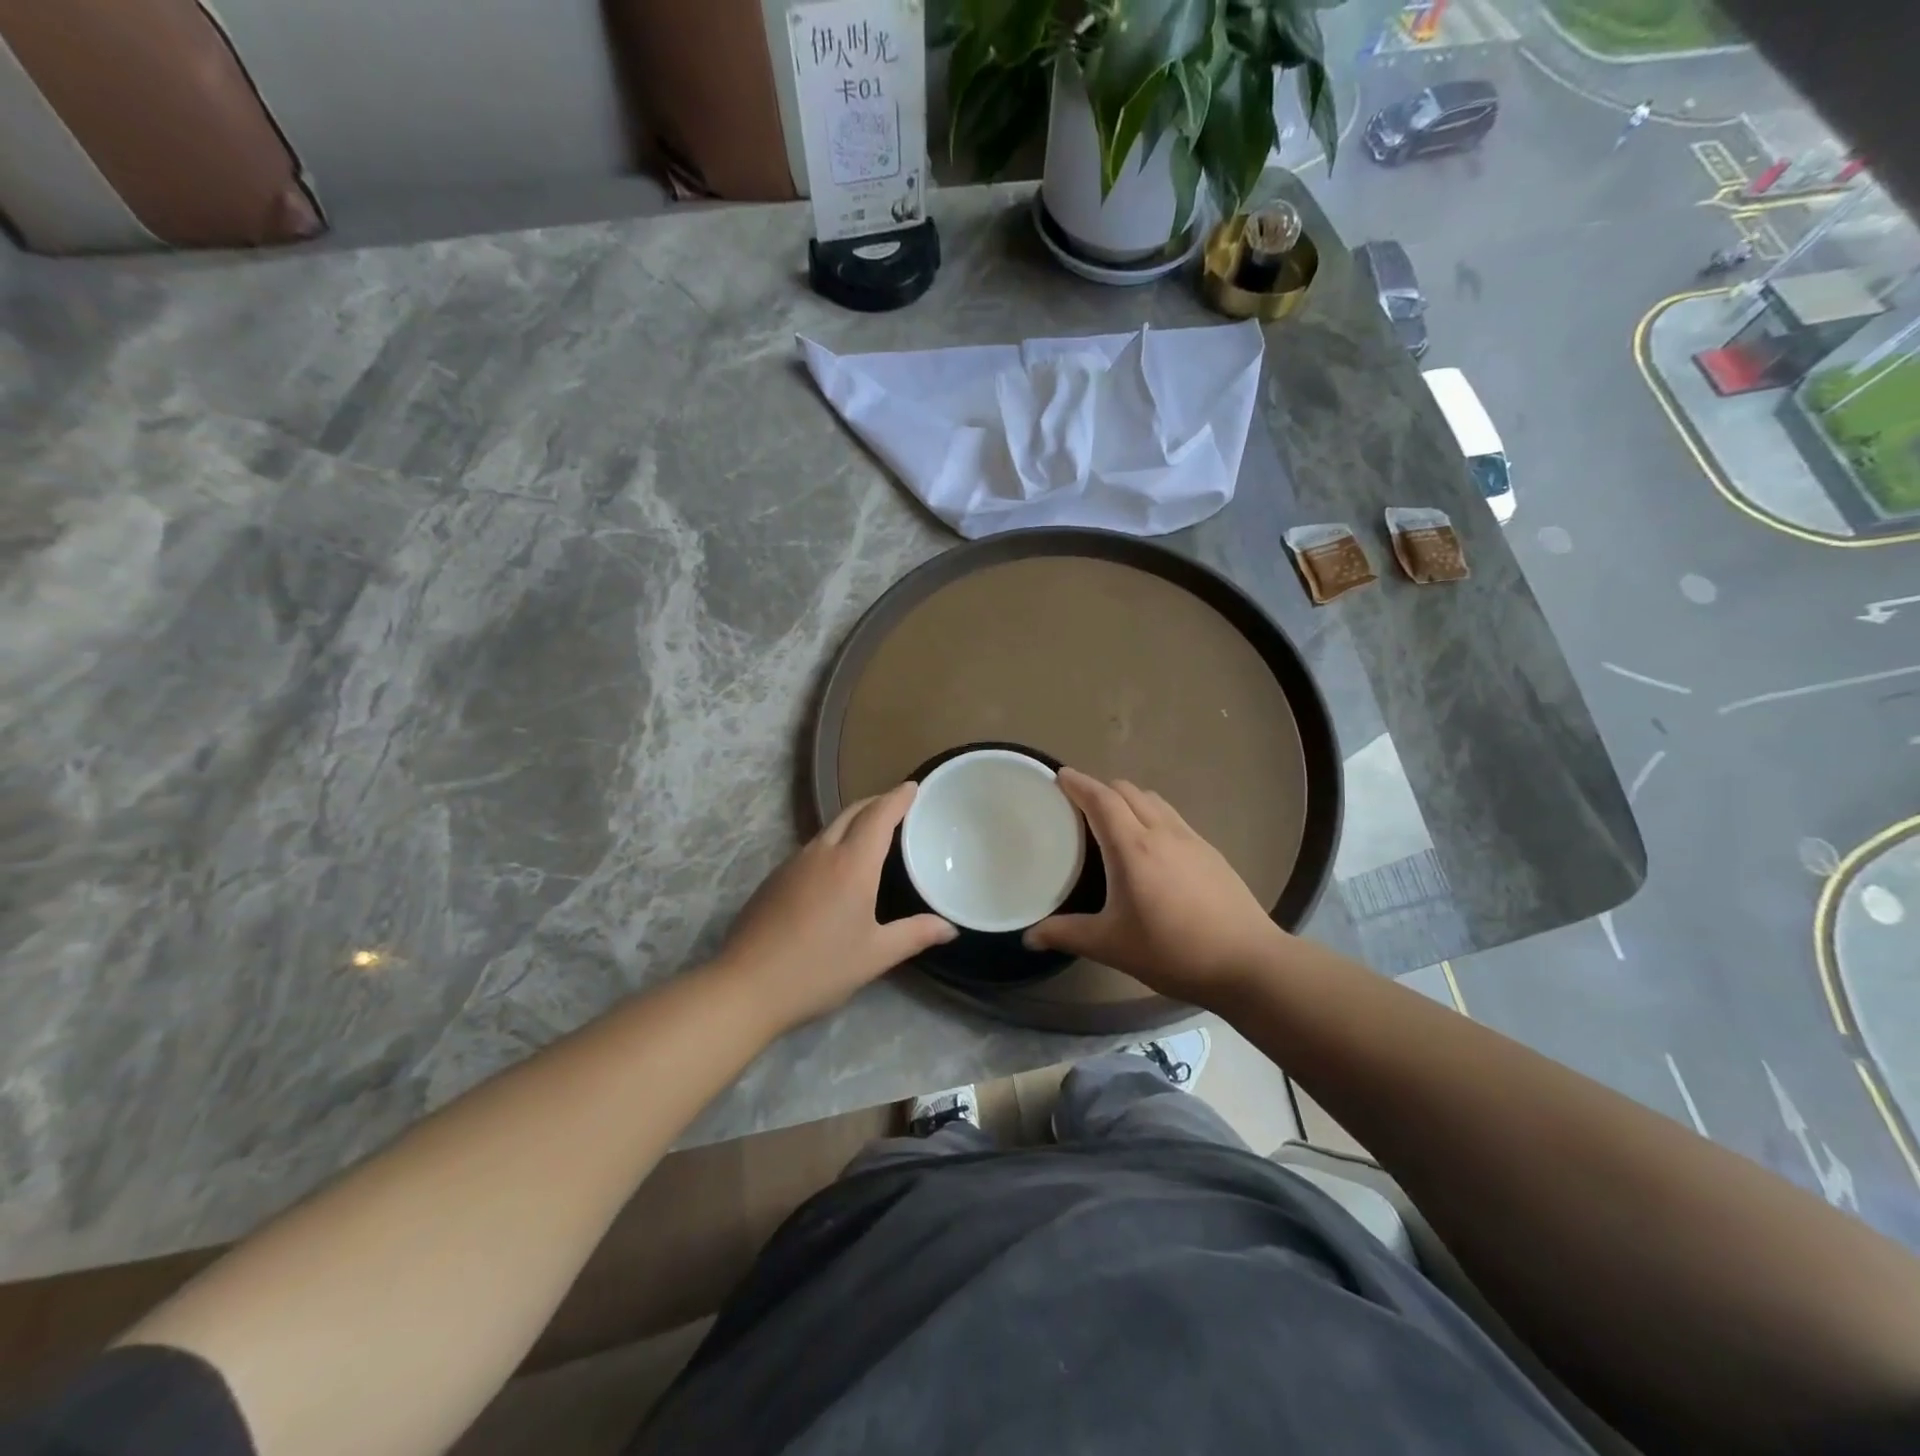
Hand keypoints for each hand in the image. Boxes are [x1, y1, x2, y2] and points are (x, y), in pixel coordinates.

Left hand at [716, 783, 955, 1028]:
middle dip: (877, 802)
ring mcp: (793, 863)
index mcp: (852, 864)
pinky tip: (838, 865)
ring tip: (873, 831)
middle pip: (852, 812)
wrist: (746, 985)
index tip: (913, 786)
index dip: (898, 797)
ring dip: (854, 820)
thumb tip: (951, 928)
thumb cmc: (819, 968)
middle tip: (899, 804)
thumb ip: (915, 935)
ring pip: (829, 827)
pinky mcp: (775, 878)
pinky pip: (813, 846)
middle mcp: (822, 852)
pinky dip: (834, 840)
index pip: (879, 815)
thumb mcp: (875, 955)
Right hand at [1025, 769, 1282, 1006]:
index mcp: (1133, 847)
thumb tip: (1029, 937)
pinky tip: (1150, 843)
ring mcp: (1191, 839)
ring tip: (1112, 817)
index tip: (1060, 776)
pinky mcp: (1210, 852)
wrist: (1248, 961)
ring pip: (1153, 800)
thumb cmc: (1172, 951)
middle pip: (1127, 791)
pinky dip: (1151, 813)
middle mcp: (1161, 832)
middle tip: (1078, 802)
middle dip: (1100, 788)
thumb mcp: (1111, 945)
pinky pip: (1172, 816)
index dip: (1078, 783)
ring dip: (1128, 798)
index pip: (1101, 799)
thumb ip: (1067, 935)